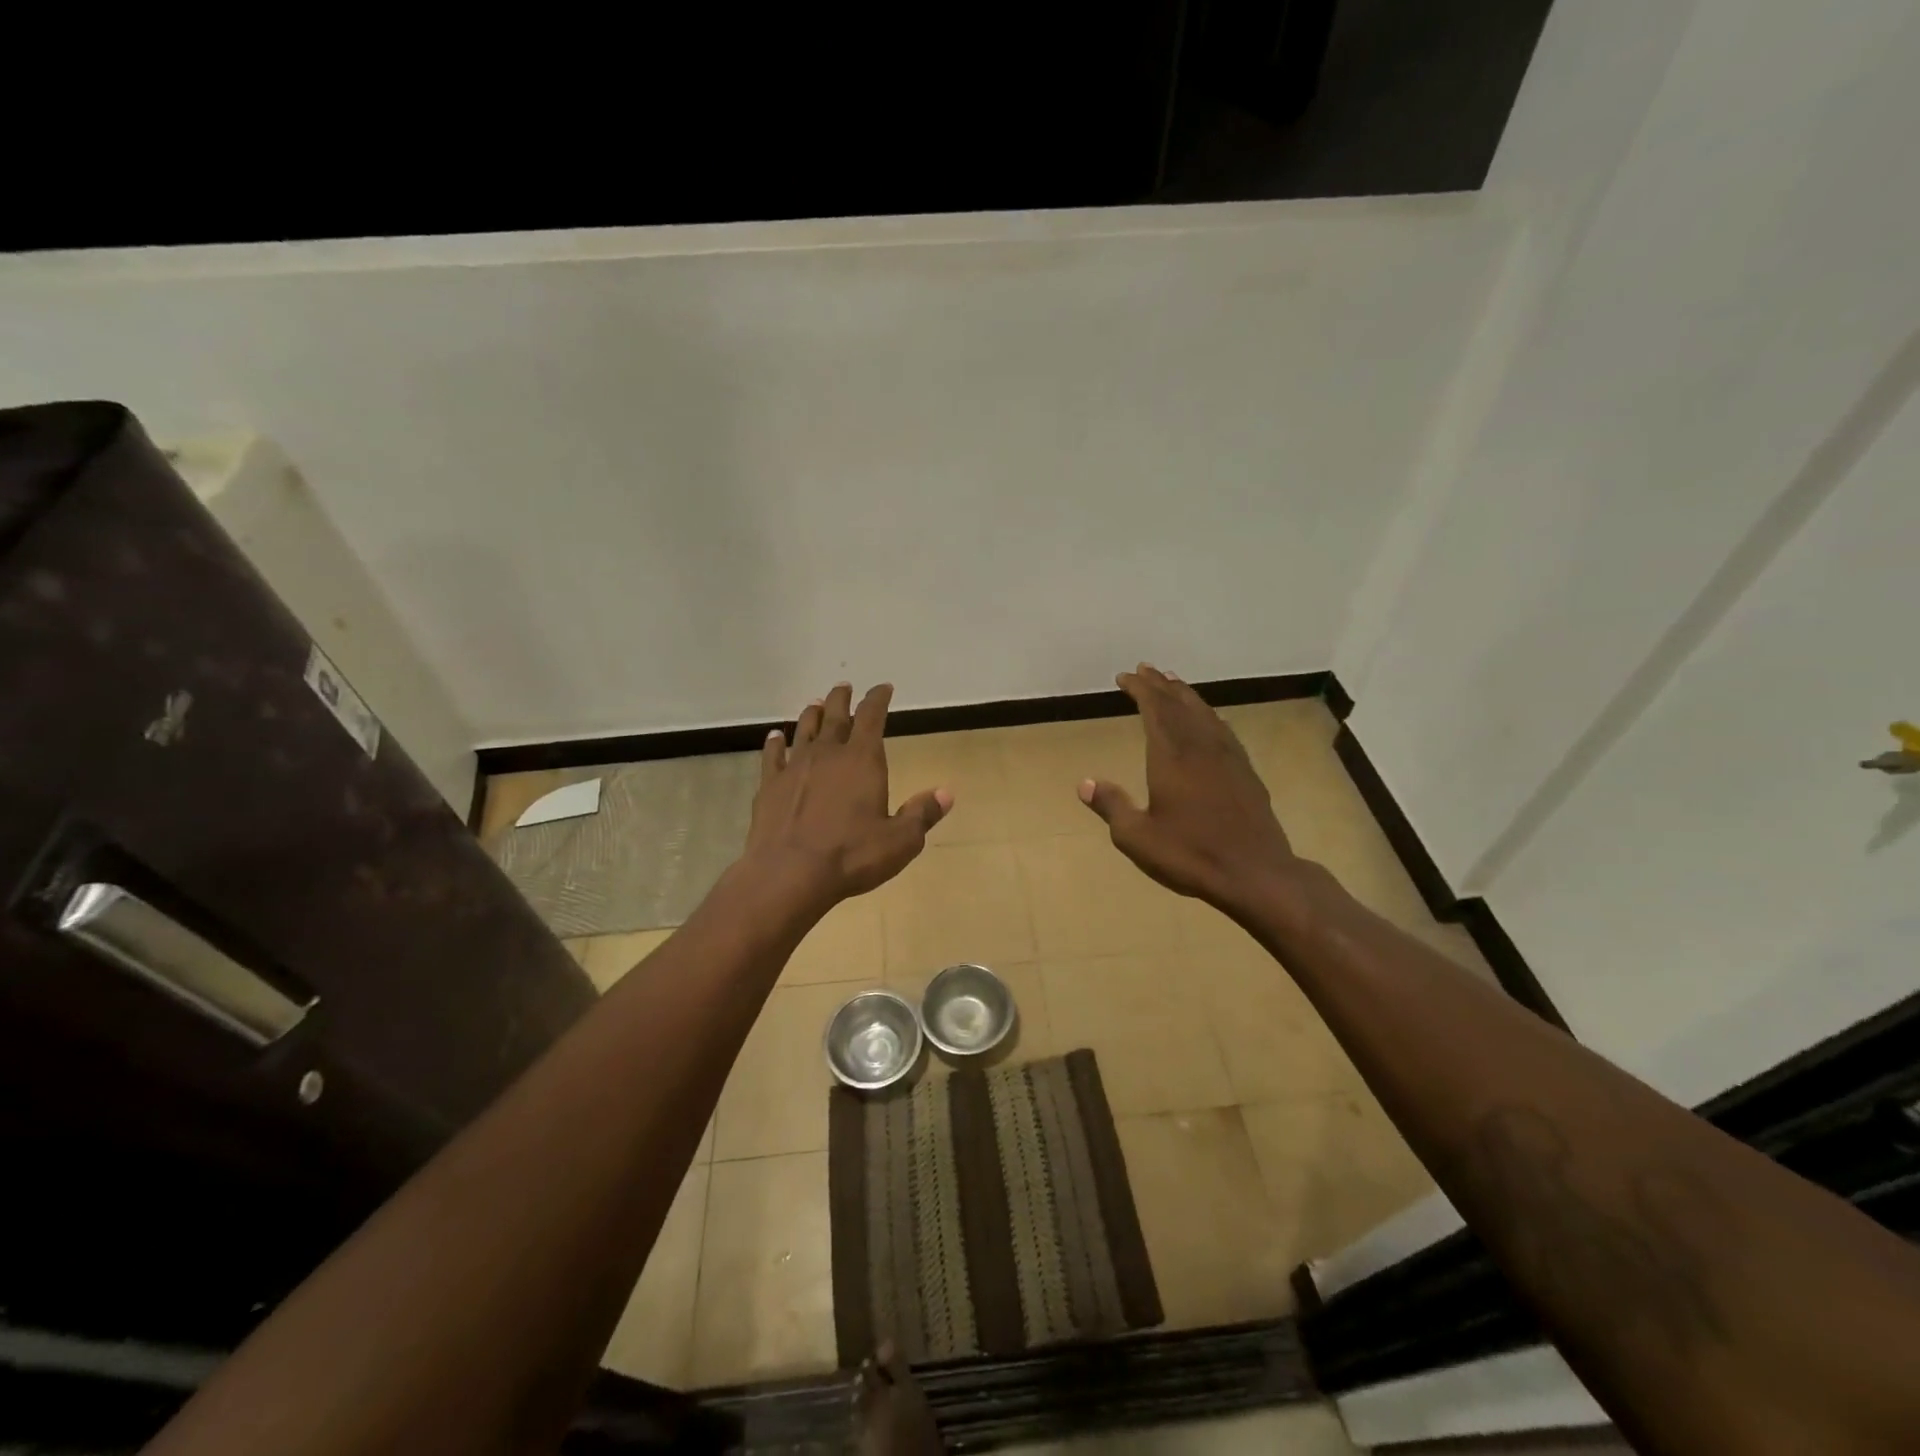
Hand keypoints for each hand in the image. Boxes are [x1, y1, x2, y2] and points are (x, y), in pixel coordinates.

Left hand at [744, 682, 951, 908]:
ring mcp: (794, 767)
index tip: (883, 688)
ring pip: (804, 730)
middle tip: (844, 686)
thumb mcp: (900, 841)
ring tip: (815, 704)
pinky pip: (772, 755)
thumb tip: (946, 793)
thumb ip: (922, 814)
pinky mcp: (769, 785)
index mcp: (862, 760)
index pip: (872, 717)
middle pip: (835, 716)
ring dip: (812, 714)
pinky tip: (774, 737)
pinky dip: (775, 743)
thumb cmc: (851, 856)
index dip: (878, 699)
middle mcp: (828, 754)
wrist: (789, 873)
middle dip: (842, 699)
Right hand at [1079, 664, 1298, 917]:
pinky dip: (1209, 716)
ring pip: (1204, 713)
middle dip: (1160, 685)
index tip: (1125, 676)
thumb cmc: (1190, 854)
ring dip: (1185, 695)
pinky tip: (1209, 720)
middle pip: (1179, 704)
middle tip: (1146, 669)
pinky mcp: (1246, 771)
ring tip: (1173, 684)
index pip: (1154, 708)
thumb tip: (1084, 783)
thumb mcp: (1137, 837)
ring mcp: (1228, 757)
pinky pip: (1223, 729)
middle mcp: (1200, 746)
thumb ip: (1111, 806)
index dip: (1140, 689)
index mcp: (1171, 756)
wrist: (1255, 873)